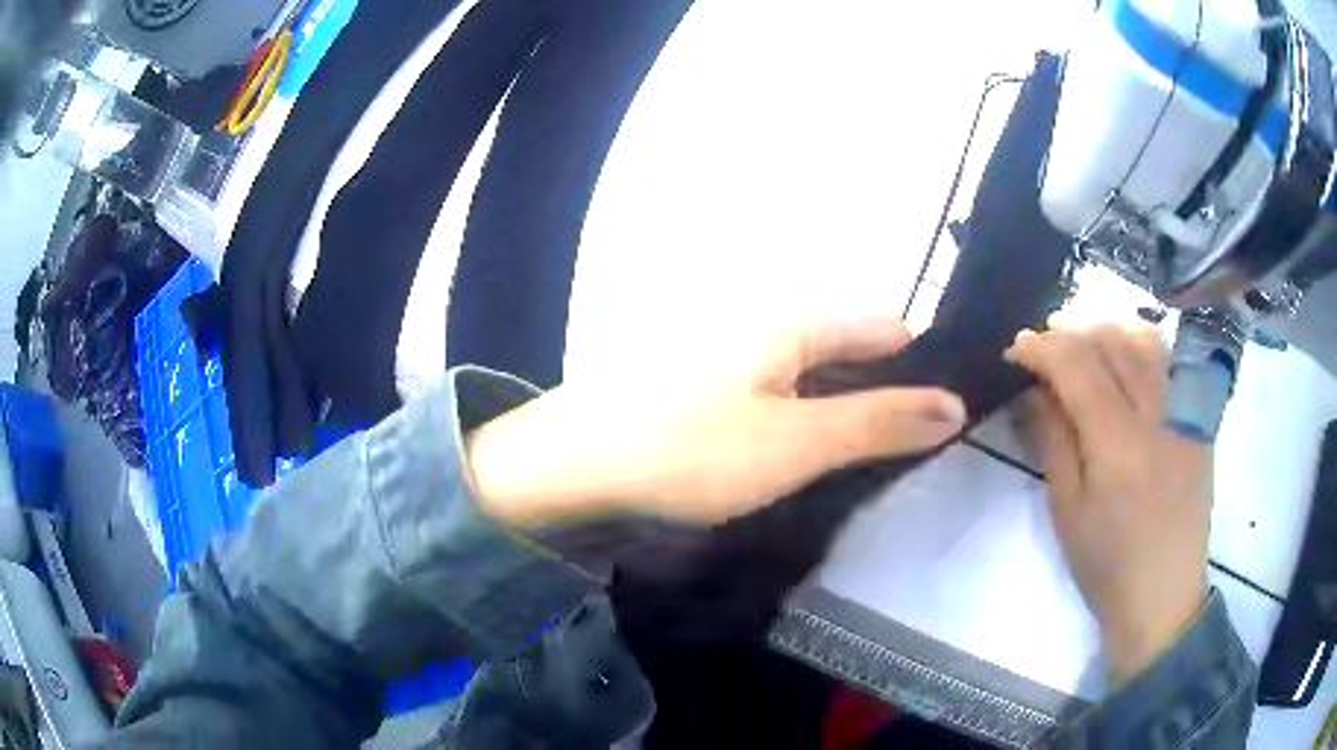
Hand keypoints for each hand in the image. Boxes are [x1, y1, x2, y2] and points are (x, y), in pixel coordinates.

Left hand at [466, 318, 965, 527]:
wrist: (571, 465)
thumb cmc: (690, 451)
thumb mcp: (798, 442)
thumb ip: (879, 422)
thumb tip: (955, 406)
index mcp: (794, 323)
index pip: (886, 331)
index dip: (920, 373)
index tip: (940, 425)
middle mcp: (765, 325)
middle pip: (850, 354)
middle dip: (882, 401)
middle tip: (901, 460)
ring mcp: (731, 354)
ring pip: (813, 379)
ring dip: (841, 417)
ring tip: (858, 469)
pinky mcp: (706, 386)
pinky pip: (775, 396)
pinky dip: (799, 424)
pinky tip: (797, 461)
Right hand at [1006, 318, 1211, 683]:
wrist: (1164, 598)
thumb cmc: (1106, 567)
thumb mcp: (1067, 511)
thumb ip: (1053, 440)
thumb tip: (1035, 388)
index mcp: (1119, 446)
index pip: (1077, 366)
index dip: (1042, 347)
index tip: (1016, 349)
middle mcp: (1158, 415)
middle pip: (1113, 341)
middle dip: (1073, 330)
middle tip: (1045, 339)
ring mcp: (1185, 414)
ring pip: (1147, 341)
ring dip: (1109, 330)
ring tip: (1084, 341)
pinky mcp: (1200, 421)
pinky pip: (1170, 363)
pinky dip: (1141, 347)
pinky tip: (1124, 359)